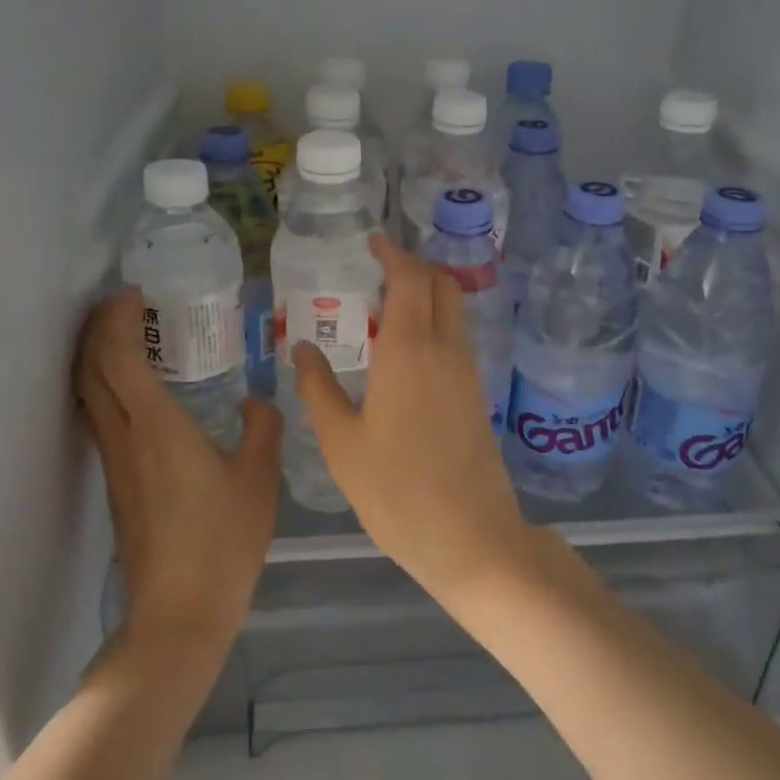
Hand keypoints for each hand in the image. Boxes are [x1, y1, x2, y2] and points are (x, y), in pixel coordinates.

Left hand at [75, 288, 281, 652]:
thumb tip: (258, 401)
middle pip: (91, 371)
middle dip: (96, 330)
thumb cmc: (223, 540)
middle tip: (120, 303)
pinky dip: (106, 387)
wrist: (179, 612)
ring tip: (123, 335)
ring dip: (96, 357)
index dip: (117, 319)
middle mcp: (126, 437)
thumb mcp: (258, 478)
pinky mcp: (117, 484)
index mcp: (158, 427)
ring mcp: (116, 463)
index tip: (131, 292)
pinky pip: (101, 417)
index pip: (120, 358)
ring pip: (89, 395)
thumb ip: (262, 428)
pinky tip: (137, 391)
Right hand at [291, 233, 533, 601]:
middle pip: (441, 284)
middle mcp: (445, 349)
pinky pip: (457, 337)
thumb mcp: (342, 443)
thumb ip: (318, 389)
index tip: (373, 241)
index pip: (410, 278)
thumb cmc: (396, 491)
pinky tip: (406, 347)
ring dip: (427, 292)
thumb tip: (303, 345)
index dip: (393, 253)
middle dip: (414, 265)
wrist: (472, 537)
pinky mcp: (476, 394)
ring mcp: (467, 372)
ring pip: (454, 309)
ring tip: (387, 302)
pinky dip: (435, 320)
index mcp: (409, 350)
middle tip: (378, 268)